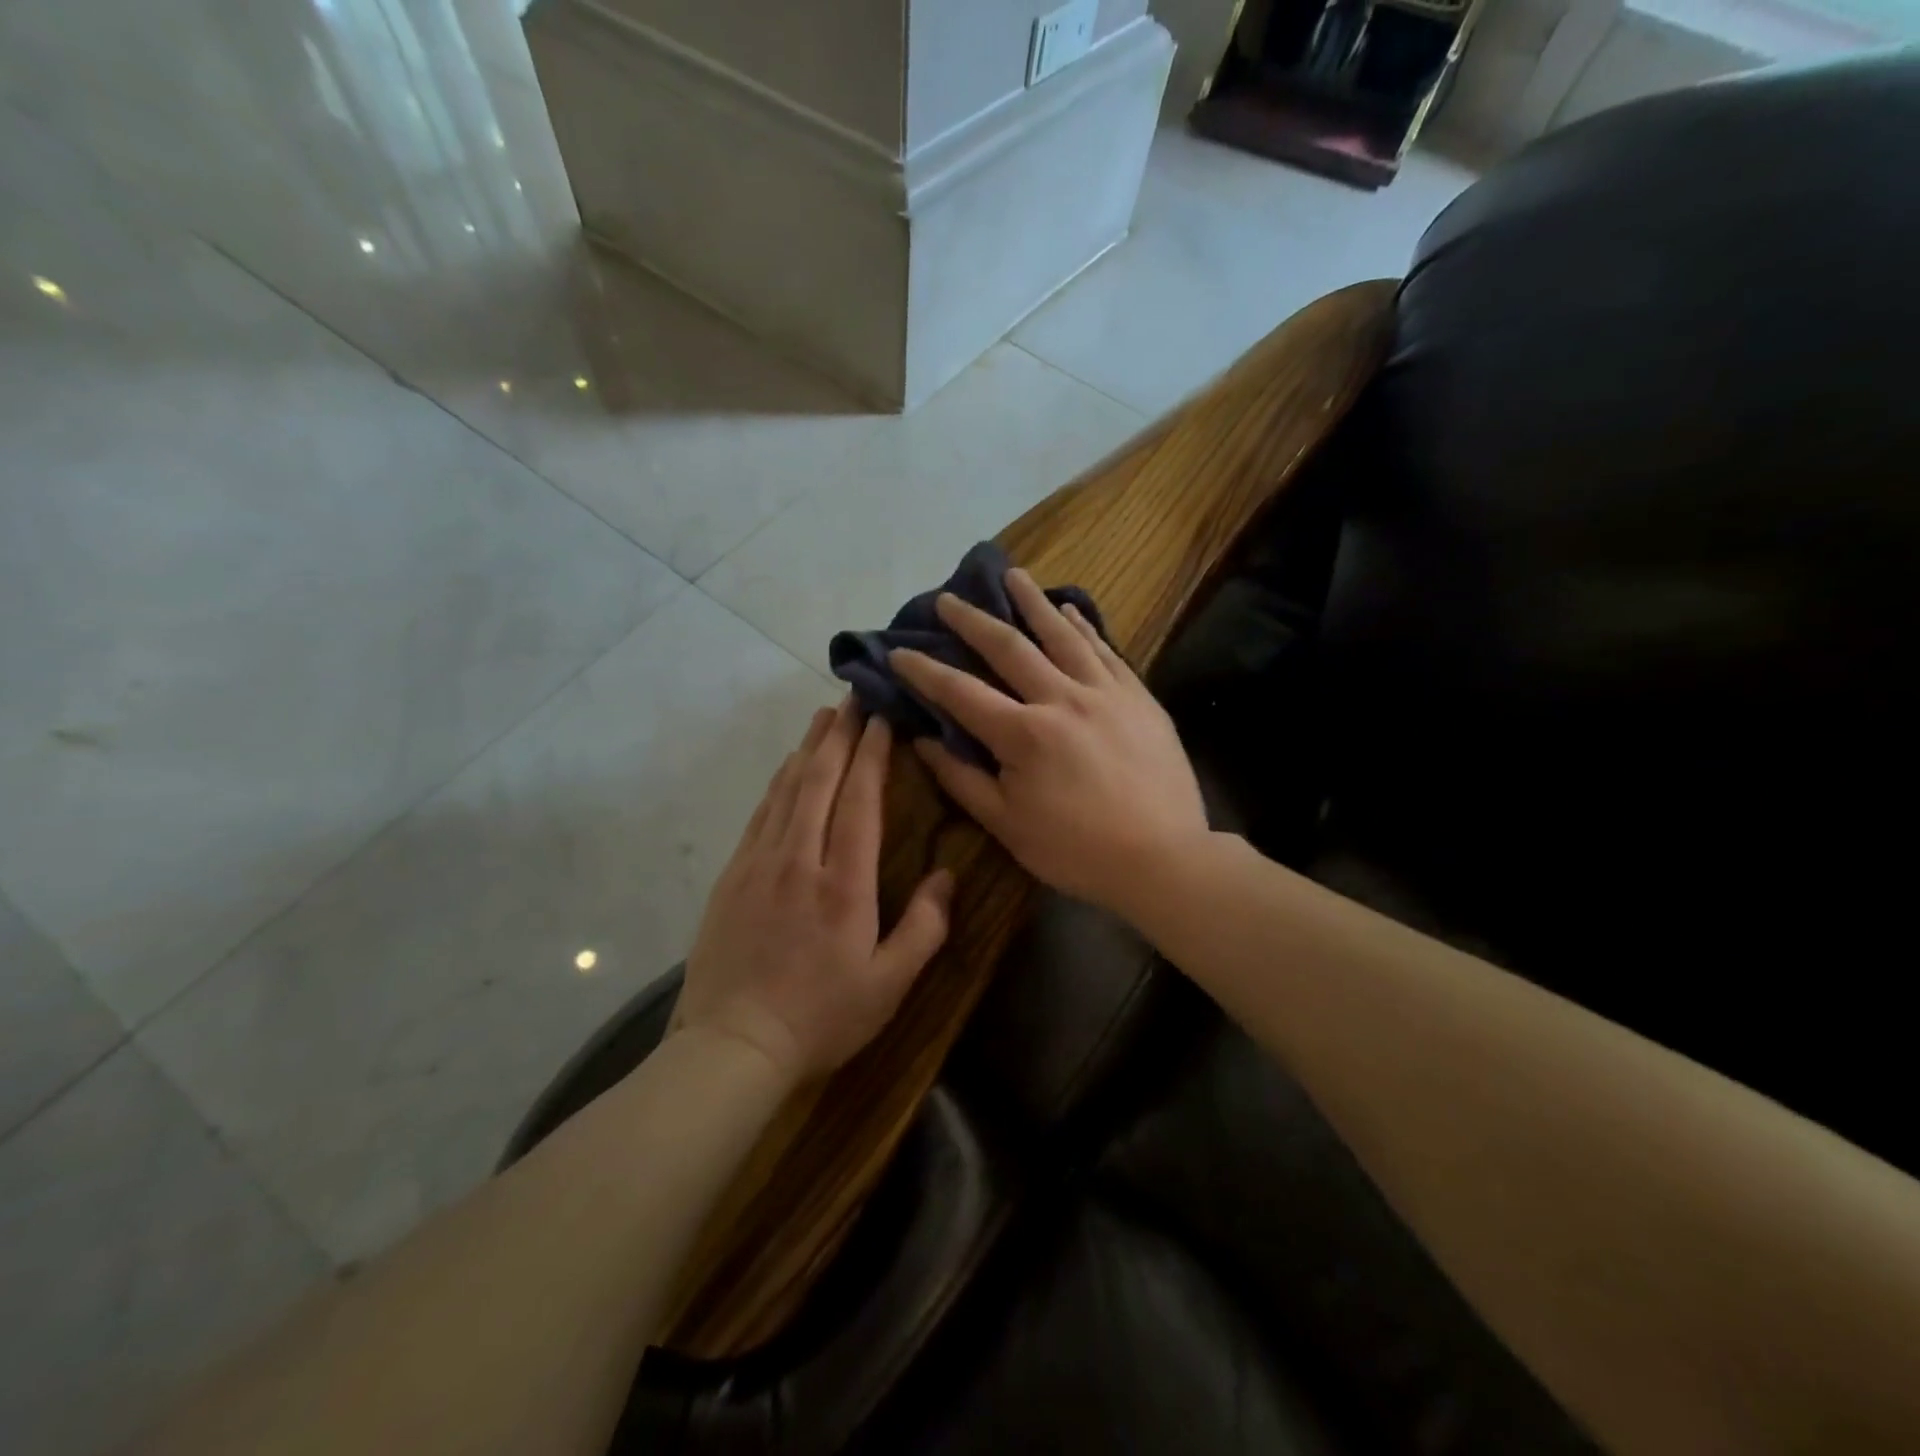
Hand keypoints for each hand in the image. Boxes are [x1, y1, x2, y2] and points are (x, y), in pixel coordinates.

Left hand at [678, 701, 952, 1082]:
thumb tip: (947, 875)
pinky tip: (787, 769)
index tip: (880, 717)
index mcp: (844, 883)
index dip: (871, 754)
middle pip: (819, 781)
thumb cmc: (822, 1017)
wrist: (733, 1046)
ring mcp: (759, 864)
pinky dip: (778, 783)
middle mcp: (799, 860)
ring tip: (823, 717)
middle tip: (852, 696)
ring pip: (787, 790)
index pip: (859, 800)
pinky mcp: (733, 876)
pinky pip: (760, 814)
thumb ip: (925, 927)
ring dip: (808, 749)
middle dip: (838, 734)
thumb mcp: (889, 984)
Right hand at [890, 567, 1208, 916]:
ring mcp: (1105, 692)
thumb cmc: (1076, 851)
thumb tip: (922, 741)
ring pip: (1061, 635)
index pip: (961, 692)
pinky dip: (1083, 626)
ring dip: (1032, 602)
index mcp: (1023, 734)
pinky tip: (1068, 610)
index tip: (900, 651)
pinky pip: (1105, 650)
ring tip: (1012, 575)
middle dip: (972, 621)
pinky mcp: (1138, 697)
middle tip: (948, 599)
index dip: (925, 671)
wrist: (1163, 858)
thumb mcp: (1007, 825)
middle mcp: (1061, 699)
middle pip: (1008, 648)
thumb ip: (962, 780)